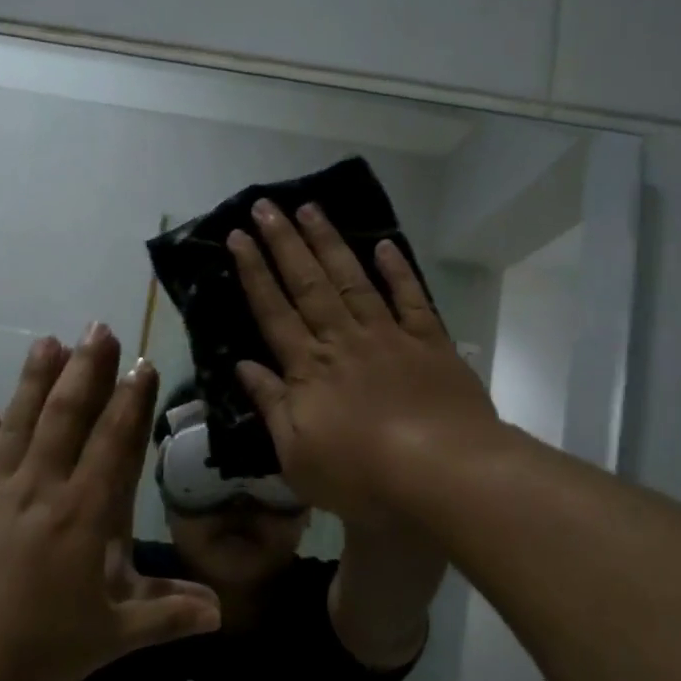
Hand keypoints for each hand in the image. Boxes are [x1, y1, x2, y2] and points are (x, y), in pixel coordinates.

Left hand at [0, 325, 220, 680]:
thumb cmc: (35, 649)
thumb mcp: (111, 637)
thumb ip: (166, 616)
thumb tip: (220, 610)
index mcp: (81, 514)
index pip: (112, 443)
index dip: (130, 400)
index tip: (141, 362)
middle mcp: (38, 490)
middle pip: (64, 418)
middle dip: (84, 370)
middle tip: (96, 328)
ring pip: (15, 426)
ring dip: (32, 383)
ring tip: (46, 343)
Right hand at [228, 200, 499, 528]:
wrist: (442, 474)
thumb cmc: (361, 476)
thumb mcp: (296, 456)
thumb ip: (271, 405)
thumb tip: (244, 366)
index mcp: (309, 369)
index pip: (273, 311)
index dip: (253, 272)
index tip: (237, 236)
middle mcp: (343, 341)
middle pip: (308, 283)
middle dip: (284, 242)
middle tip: (266, 204)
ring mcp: (388, 337)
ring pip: (352, 280)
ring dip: (329, 243)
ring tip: (311, 208)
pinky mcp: (429, 343)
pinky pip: (410, 298)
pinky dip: (397, 270)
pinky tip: (383, 245)